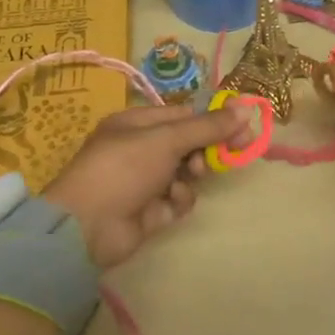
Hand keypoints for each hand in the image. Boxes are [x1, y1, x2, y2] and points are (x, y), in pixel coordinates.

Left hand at [42, 103, 257, 269]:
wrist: (88, 226)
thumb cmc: (124, 168)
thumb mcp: (167, 139)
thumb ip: (208, 126)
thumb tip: (246, 108)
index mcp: (136, 124)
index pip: (183, 115)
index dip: (213, 120)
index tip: (244, 127)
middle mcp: (140, 149)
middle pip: (187, 143)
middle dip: (208, 148)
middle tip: (237, 151)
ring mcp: (144, 182)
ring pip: (186, 173)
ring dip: (192, 174)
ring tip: (191, 177)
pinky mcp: (150, 211)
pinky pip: (177, 199)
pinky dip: (179, 199)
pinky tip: (171, 202)